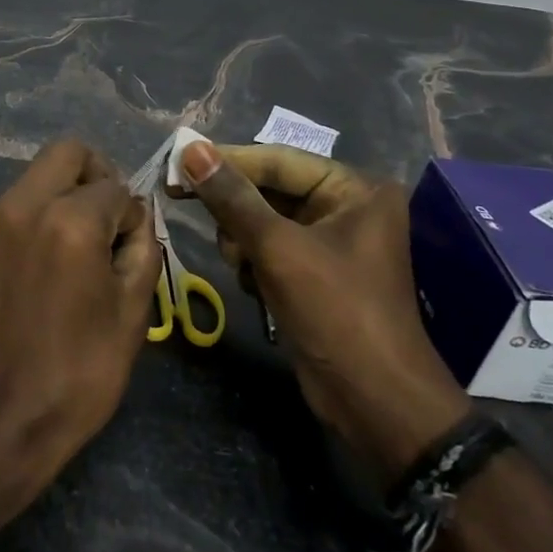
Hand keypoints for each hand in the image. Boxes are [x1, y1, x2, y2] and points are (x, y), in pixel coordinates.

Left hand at [0, 139, 162, 494]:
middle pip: (67, 153)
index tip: (131, 246)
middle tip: (108, 218)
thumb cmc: (77, 373)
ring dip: (63, 194)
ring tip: (76, 246)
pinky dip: (36, 214)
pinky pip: (14, 204)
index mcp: (68, 221)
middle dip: (96, 175)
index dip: (131, 215)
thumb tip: (136, 219)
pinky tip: (44, 261)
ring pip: (37, 175)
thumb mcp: (131, 314)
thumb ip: (142, 249)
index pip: (114, 186)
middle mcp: (22, 204)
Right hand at [176, 142, 470, 482]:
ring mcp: (333, 243)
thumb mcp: (277, 248)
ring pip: (263, 221)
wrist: (376, 403)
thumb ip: (232, 197)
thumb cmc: (336, 312)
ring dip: (243, 241)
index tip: (176, 162)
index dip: (226, 161)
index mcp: (355, 190)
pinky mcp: (317, 274)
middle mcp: (347, 208)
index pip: (277, 160)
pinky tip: (256, 287)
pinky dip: (255, 263)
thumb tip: (191, 148)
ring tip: (242, 265)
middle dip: (236, 210)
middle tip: (189, 209)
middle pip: (269, 189)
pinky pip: (271, 249)